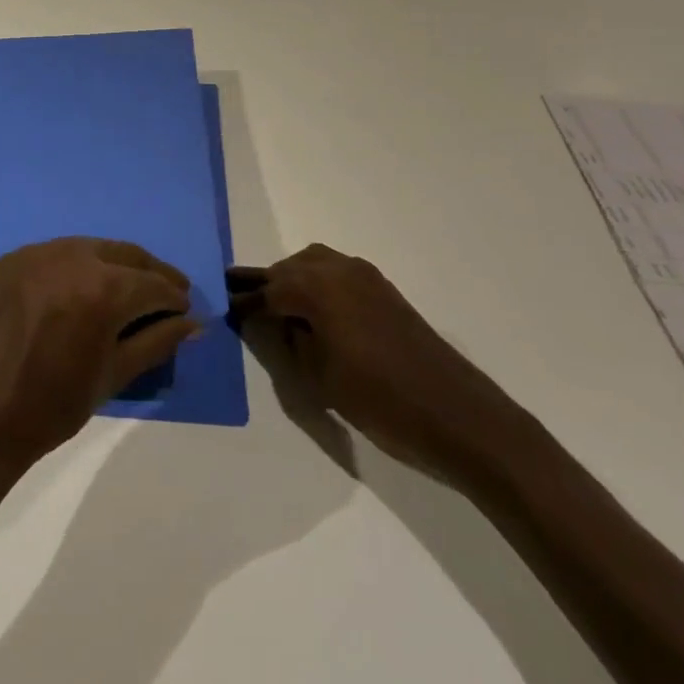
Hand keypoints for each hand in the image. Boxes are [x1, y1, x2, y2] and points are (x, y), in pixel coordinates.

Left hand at [0, 238, 198, 506]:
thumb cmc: (49, 409)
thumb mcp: (112, 377)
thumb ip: (156, 342)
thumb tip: (193, 324)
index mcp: (100, 289)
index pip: (152, 284)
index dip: (174, 298)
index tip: (186, 312)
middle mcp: (69, 257)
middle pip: (125, 255)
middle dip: (151, 273)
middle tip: (170, 295)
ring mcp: (34, 254)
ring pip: (91, 248)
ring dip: (117, 265)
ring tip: (131, 290)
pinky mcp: (9, 260)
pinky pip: (57, 254)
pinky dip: (80, 266)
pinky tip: (87, 288)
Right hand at [244, 244, 522, 485]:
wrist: (460, 417)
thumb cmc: (380, 401)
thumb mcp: (318, 378)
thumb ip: (290, 341)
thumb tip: (275, 322)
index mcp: (316, 288)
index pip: (267, 291)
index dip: (245, 304)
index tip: (224, 310)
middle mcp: (338, 270)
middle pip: (288, 270)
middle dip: (266, 286)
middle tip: (244, 304)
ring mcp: (365, 277)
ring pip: (313, 265)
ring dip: (293, 280)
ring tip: (278, 307)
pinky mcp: (385, 291)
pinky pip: (337, 274)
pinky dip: (318, 284)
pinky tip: (315, 310)